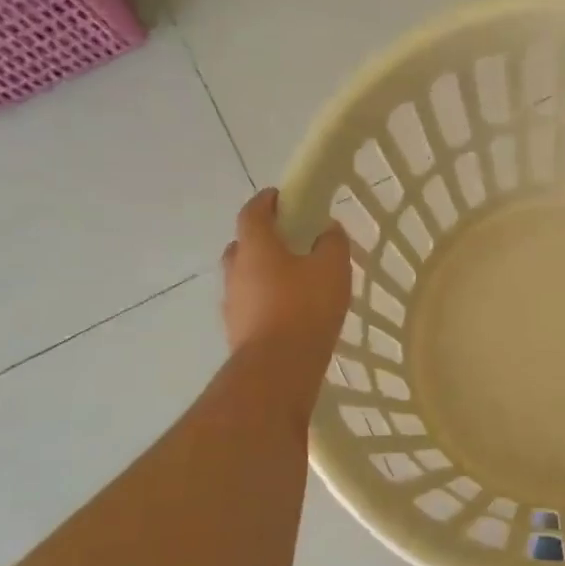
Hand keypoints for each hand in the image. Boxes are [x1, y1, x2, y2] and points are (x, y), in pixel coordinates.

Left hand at [220, 189, 351, 380]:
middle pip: (244, 244)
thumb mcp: (332, 268)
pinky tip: (289, 311)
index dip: (267, 201)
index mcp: (255, 247)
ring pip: (245, 276)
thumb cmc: (306, 307)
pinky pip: (250, 303)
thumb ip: (331, 243)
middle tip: (291, 242)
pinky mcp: (236, 329)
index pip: (252, 212)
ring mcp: (232, 302)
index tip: (283, 197)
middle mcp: (235, 270)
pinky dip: (265, 299)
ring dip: (263, 272)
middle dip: (264, 238)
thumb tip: (327, 229)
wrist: (278, 367)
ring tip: (294, 280)